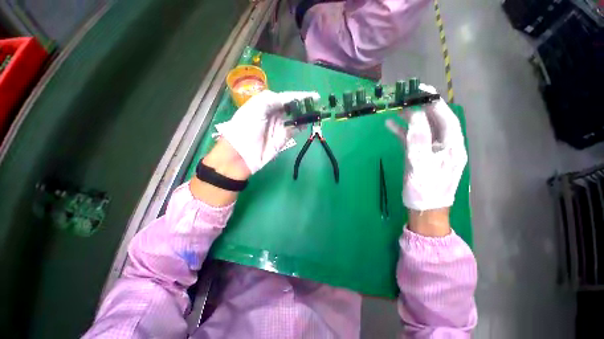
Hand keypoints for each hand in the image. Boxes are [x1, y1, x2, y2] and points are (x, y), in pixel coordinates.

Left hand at [215, 90, 319, 173]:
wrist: (241, 154)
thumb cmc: (245, 127)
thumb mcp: (255, 108)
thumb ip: (270, 100)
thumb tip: (286, 99)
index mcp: (266, 104)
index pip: (286, 97)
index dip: (299, 96)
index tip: (313, 96)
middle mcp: (274, 114)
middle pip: (292, 107)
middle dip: (304, 105)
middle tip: (317, 104)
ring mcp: (279, 127)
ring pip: (295, 119)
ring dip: (305, 115)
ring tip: (317, 112)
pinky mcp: (283, 138)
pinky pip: (295, 130)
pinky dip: (302, 126)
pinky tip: (309, 123)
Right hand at [386, 84, 466, 211]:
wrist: (423, 210)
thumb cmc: (425, 189)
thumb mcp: (421, 163)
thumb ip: (418, 138)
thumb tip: (414, 113)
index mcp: (453, 146)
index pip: (446, 117)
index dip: (435, 102)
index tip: (421, 90)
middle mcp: (445, 145)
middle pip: (434, 121)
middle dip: (420, 108)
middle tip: (406, 97)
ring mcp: (432, 151)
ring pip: (421, 130)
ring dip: (409, 120)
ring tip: (396, 109)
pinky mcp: (420, 157)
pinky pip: (412, 141)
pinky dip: (402, 133)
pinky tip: (390, 126)